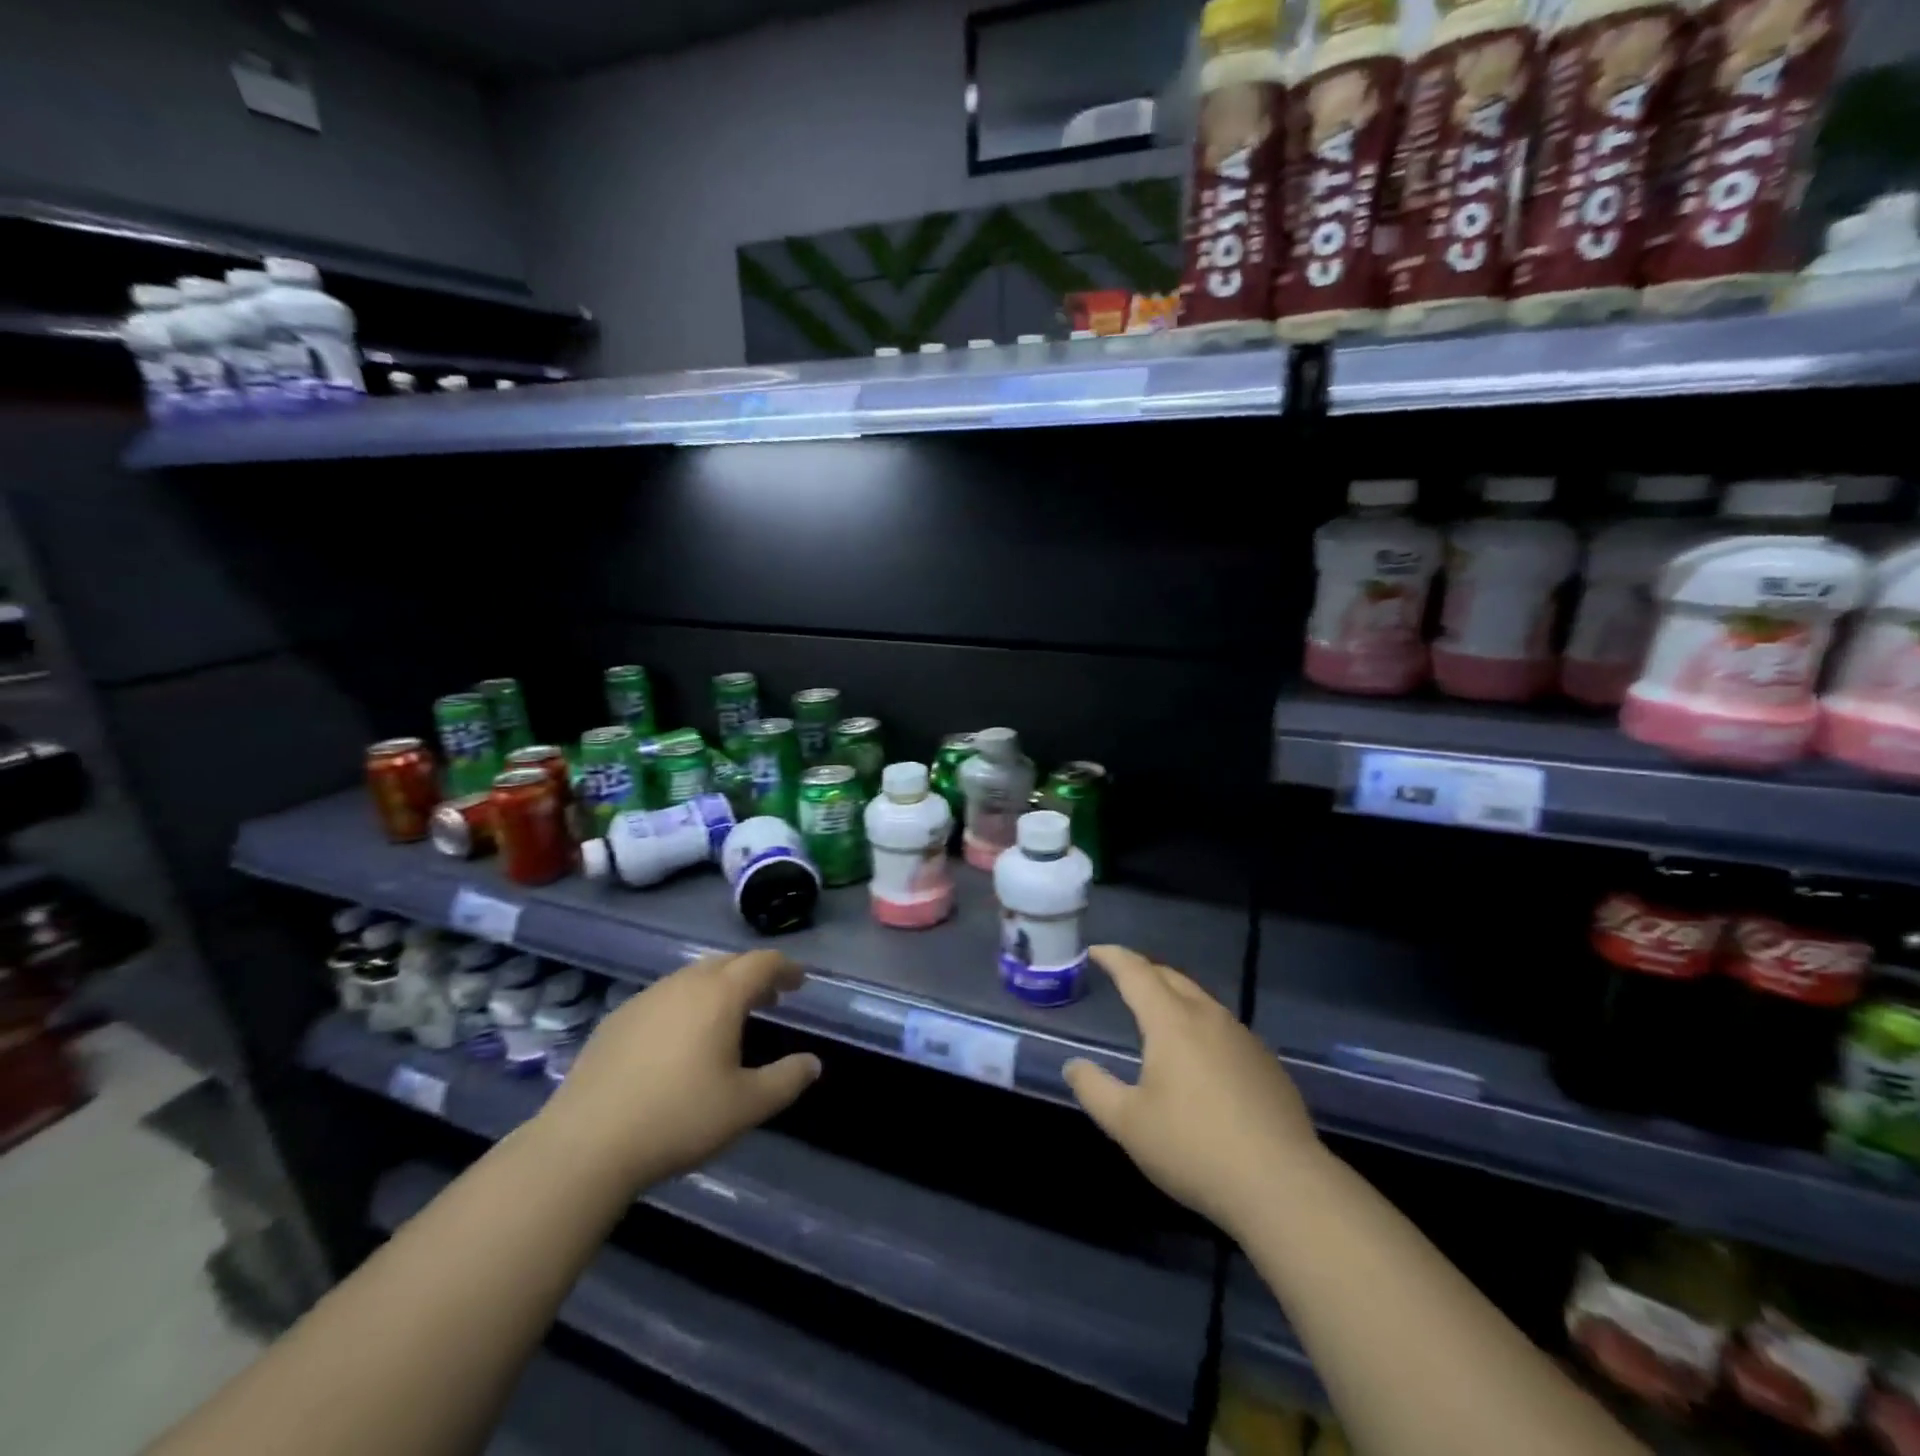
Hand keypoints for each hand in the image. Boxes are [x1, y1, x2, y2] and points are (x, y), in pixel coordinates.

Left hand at [539, 951, 820, 1188]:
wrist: (584, 1145)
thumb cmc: (677, 1119)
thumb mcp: (746, 1106)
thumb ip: (786, 1080)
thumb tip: (813, 1064)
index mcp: (720, 995)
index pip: (762, 963)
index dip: (785, 969)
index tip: (799, 982)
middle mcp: (684, 984)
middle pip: (727, 963)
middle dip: (753, 975)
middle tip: (769, 999)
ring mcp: (645, 998)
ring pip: (692, 977)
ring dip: (718, 987)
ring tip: (728, 1018)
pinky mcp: (616, 1019)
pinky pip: (664, 996)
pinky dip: (686, 1003)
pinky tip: (680, 1039)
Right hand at [1063, 946, 1320, 1236]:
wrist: (1283, 1187)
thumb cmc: (1194, 1149)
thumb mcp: (1128, 1124)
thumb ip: (1094, 1089)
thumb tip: (1074, 1065)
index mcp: (1172, 1022)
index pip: (1137, 973)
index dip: (1113, 957)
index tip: (1095, 951)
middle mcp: (1209, 1018)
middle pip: (1172, 978)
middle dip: (1144, 971)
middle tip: (1123, 975)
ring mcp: (1244, 1039)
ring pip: (1202, 1001)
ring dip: (1174, 996)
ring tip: (1158, 1011)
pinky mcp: (1267, 1064)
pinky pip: (1224, 1028)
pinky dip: (1201, 1025)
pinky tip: (1200, 1055)